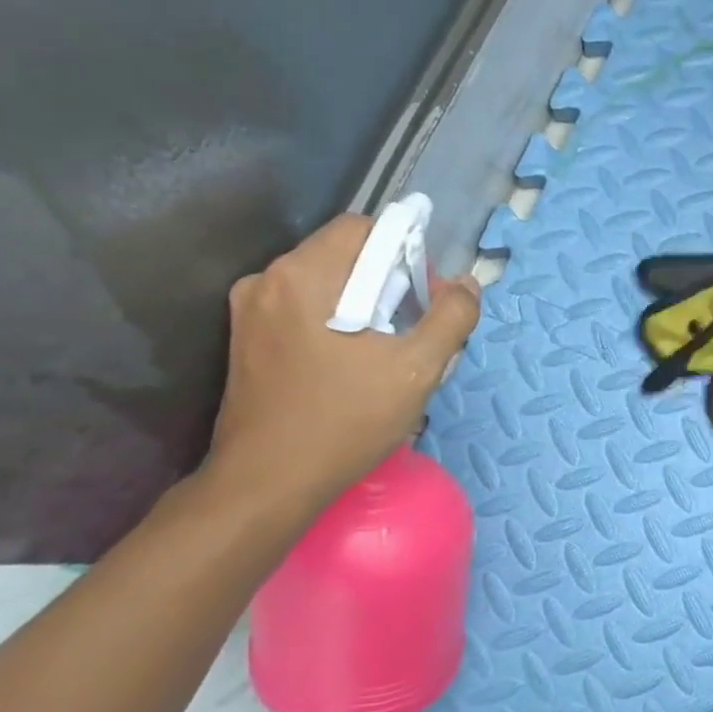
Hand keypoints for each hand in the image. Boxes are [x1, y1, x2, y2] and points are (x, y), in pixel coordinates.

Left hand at [204, 213, 480, 510]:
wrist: (267, 483)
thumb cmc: (346, 421)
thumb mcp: (417, 370)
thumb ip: (452, 318)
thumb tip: (467, 284)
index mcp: (305, 275)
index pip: (365, 228)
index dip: (405, 252)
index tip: (425, 297)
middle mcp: (268, 280)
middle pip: (344, 256)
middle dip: (387, 282)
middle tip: (412, 330)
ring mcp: (250, 311)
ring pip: (325, 285)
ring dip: (363, 304)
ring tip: (386, 353)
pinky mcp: (246, 340)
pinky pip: (304, 310)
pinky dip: (336, 322)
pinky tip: (353, 366)